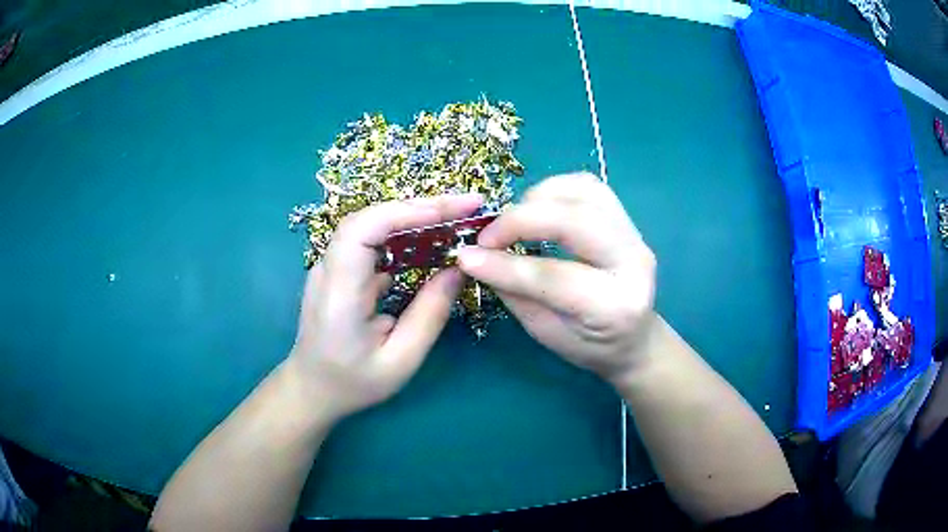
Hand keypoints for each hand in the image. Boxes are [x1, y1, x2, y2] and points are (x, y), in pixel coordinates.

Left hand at [288, 194, 481, 419]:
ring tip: (457, 215)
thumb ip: (429, 315)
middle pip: (370, 218)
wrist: (312, 387)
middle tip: (468, 205)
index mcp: (339, 294)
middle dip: (421, 206)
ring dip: (415, 214)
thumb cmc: (353, 382)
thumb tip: (458, 269)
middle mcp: (329, 269)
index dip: (404, 213)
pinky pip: (372, 239)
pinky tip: (431, 236)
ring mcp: (331, 266)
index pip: (361, 231)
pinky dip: (404, 231)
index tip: (450, 212)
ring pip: (371, 224)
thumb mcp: (400, 361)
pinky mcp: (340, 268)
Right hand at [457, 173, 655, 381]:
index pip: (555, 276)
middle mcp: (634, 263)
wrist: (634, 337)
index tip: (467, 257)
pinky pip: (589, 187)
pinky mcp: (627, 219)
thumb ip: (514, 292)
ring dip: (537, 198)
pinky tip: (537, 207)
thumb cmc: (589, 345)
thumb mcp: (545, 332)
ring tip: (512, 220)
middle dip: (521, 220)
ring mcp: (635, 235)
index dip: (505, 265)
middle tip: (487, 236)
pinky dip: (554, 189)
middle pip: (575, 221)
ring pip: (584, 193)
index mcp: (616, 306)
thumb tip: (474, 257)